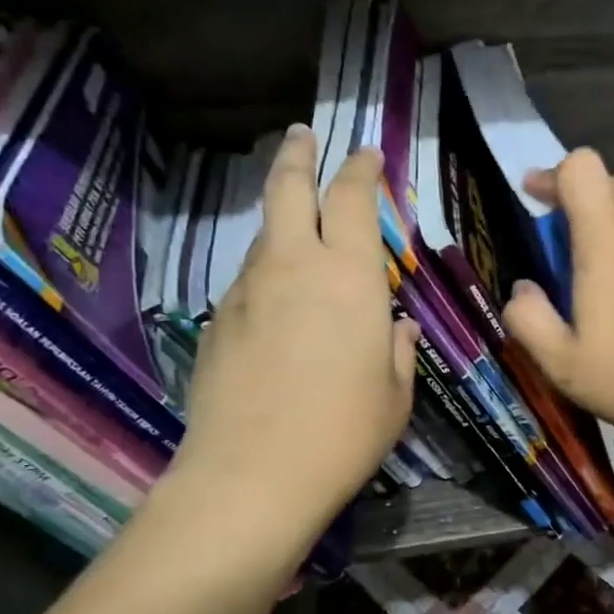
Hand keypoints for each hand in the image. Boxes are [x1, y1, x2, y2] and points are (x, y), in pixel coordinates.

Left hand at [169, 125, 417, 536]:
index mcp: (350, 277)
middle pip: (289, 188)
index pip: (354, 198)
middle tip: (303, 135)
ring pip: (265, 234)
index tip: (366, 154)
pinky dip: (267, 273)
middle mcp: (295, 267)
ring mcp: (248, 290)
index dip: (361, 168)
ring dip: (283, 220)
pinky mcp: (217, 320)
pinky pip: (249, 279)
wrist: (250, 477)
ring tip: (300, 231)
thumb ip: (397, 348)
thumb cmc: (343, 433)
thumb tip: (395, 326)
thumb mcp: (395, 393)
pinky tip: (278, 304)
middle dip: (298, 154)